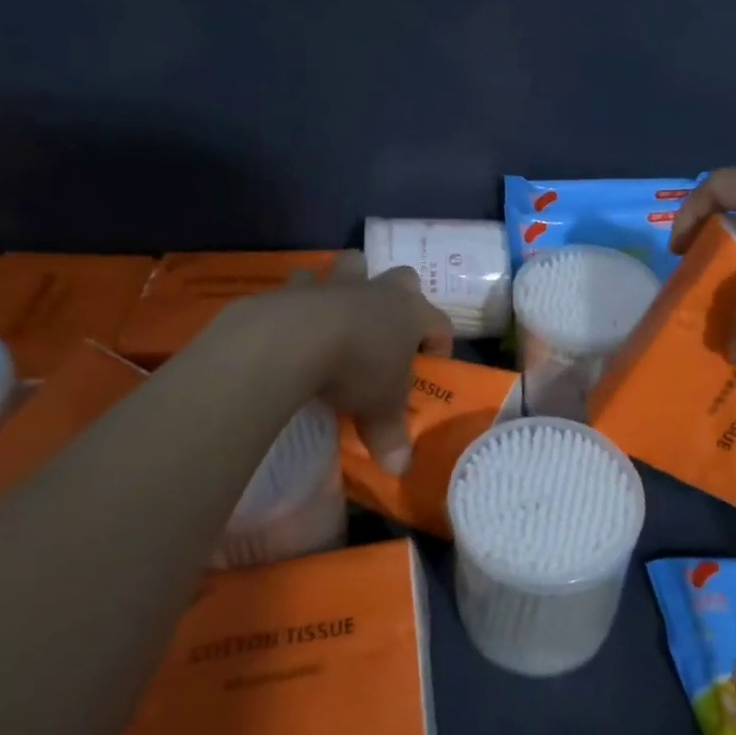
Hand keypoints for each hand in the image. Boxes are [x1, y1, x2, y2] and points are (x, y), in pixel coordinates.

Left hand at [278, 251, 453, 473]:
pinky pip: (304, 280)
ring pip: (354, 264)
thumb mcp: (380, 409)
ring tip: (343, 311)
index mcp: (411, 314)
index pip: (440, 323)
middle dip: (401, 297)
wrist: (295, 339)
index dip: (439, 344)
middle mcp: (380, 291)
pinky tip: (296, 314)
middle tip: (389, 329)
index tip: (429, 368)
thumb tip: (400, 469)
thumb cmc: (357, 369)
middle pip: (404, 278)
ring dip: (353, 281)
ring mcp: (339, 283)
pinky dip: (303, 293)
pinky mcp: (298, 286)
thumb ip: (391, 435)